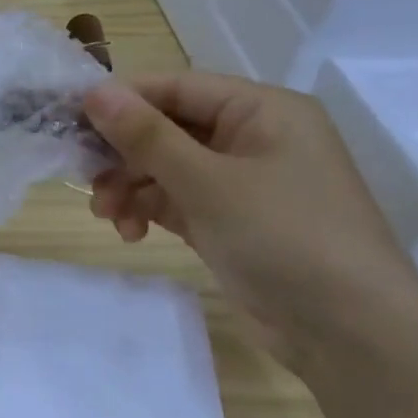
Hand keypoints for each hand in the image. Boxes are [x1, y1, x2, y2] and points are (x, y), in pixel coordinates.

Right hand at [83, 72, 417, 368]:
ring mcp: (242, 182)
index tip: (70, 121)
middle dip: (123, 155)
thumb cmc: (283, 237)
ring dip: (130, 188)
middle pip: (167, 129)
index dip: (122, 101)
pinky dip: (149, 212)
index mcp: (261, 110)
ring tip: (107, 216)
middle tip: (84, 178)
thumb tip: (94, 91)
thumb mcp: (207, 181)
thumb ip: (147, 135)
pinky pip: (177, 201)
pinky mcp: (231, 221)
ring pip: (166, 168)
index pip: (176, 88)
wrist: (348, 330)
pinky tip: (131, 234)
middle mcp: (252, 138)